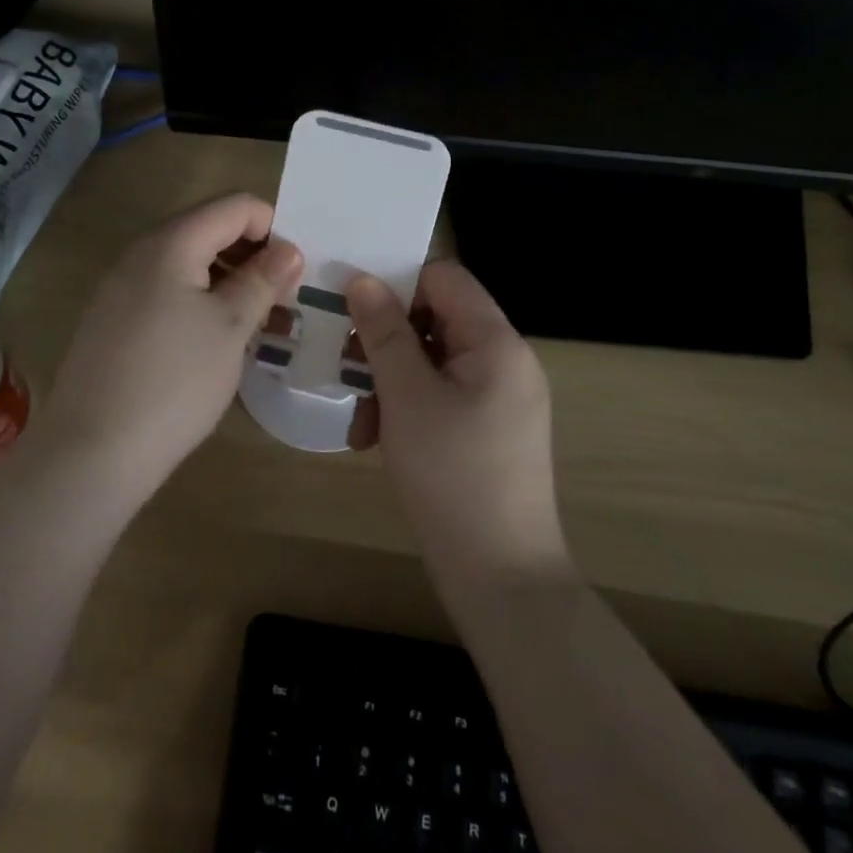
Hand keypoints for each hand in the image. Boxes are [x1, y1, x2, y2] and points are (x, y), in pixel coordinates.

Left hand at [37, 194, 302, 492]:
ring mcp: (121, 287)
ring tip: (260, 323)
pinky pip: (167, 291)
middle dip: (253, 255)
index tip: (295, 271)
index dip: (273, 227)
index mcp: (170, 242)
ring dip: (229, 282)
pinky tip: (218, 341)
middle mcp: (140, 252)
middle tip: (283, 299)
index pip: (235, 205)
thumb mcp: (229, 327)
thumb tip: (288, 250)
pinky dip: (200, 302)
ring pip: (189, 264)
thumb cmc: (174, 381)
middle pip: (209, 230)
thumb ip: (261, 280)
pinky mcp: (114, 319)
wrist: (94, 450)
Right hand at [346, 262, 569, 585]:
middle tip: (347, 367)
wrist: (500, 575)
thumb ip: (383, 332)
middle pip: (435, 319)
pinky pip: (441, 396)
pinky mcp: (488, 429)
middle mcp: (504, 360)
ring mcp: (499, 397)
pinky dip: (406, 408)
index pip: (444, 277)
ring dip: (388, 382)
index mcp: (496, 342)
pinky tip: (376, 442)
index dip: (397, 282)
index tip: (352, 306)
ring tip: (361, 425)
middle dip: (385, 342)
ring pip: (431, 361)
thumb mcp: (406, 396)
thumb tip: (362, 279)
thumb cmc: (451, 475)